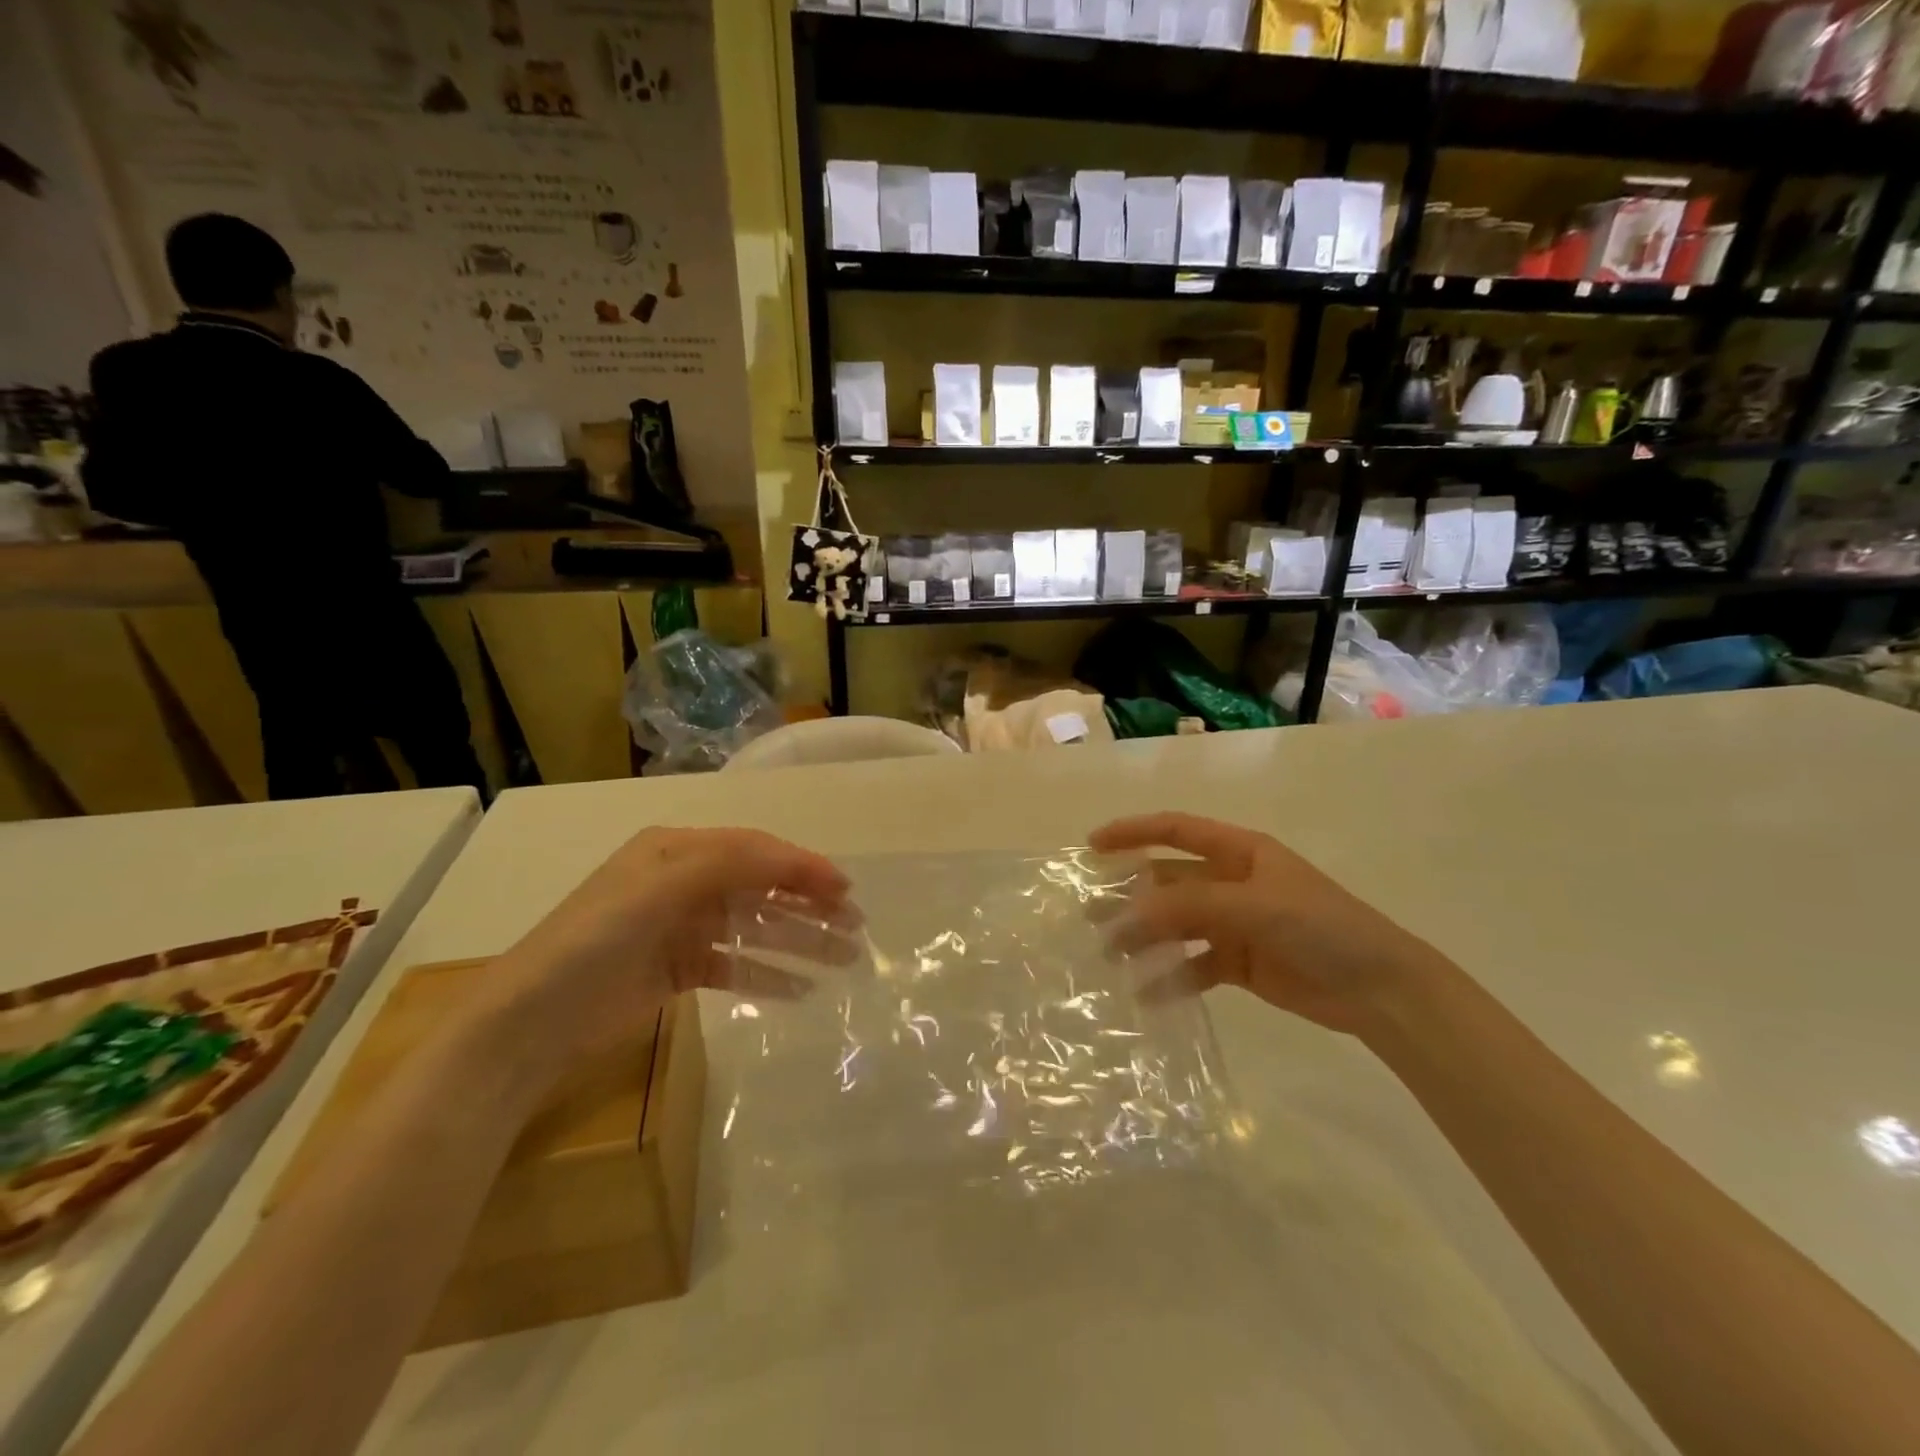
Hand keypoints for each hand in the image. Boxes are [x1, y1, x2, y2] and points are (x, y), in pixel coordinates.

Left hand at [485, 827, 856, 1063]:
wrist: (529, 1023)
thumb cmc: (596, 940)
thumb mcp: (661, 887)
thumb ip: (730, 864)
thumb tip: (796, 862)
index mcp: (677, 850)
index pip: (754, 850)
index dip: (802, 866)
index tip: (844, 889)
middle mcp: (684, 882)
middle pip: (761, 888)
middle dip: (809, 905)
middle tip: (855, 926)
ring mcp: (681, 928)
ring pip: (754, 928)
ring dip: (799, 941)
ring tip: (843, 959)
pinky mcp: (678, 970)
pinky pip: (735, 965)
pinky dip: (767, 974)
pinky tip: (802, 989)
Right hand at [1090, 812, 1450, 1035]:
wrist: (1379, 989)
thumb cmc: (1320, 927)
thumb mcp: (1252, 905)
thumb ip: (1188, 905)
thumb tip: (1129, 914)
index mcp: (1238, 851)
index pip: (1175, 830)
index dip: (1133, 832)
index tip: (1092, 846)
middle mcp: (1231, 882)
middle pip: (1169, 881)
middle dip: (1130, 895)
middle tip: (1090, 915)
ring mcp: (1234, 923)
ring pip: (1176, 924)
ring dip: (1145, 938)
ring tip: (1110, 956)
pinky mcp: (1239, 963)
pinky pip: (1194, 964)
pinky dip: (1171, 977)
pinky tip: (1148, 994)